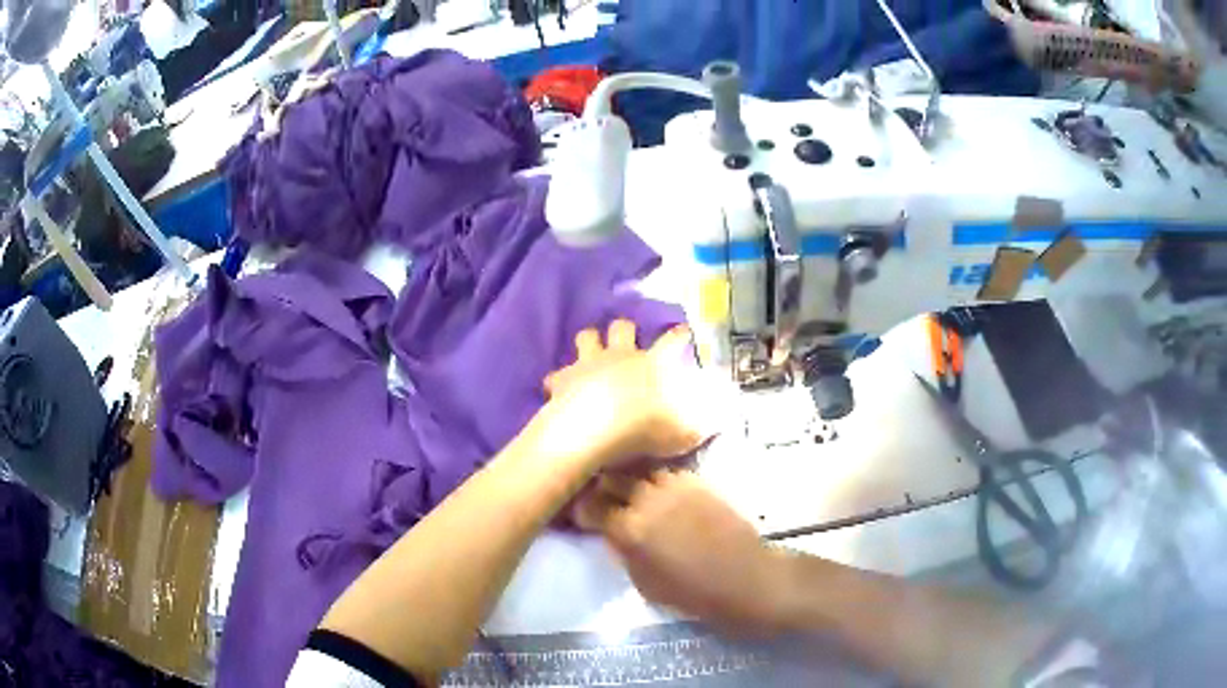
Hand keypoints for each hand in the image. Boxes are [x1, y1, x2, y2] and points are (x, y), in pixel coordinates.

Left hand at [541, 320, 714, 466]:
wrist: (599, 428)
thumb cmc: (649, 427)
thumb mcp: (691, 428)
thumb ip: (709, 417)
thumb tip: (727, 409)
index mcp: (656, 362)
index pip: (673, 341)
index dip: (679, 335)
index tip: (683, 330)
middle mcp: (623, 354)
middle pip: (622, 327)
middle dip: (624, 330)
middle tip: (626, 337)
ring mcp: (590, 363)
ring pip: (586, 337)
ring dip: (589, 342)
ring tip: (590, 352)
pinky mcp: (564, 378)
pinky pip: (556, 374)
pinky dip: (558, 380)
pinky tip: (558, 389)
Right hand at [574, 470, 789, 636]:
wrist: (745, 578)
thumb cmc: (692, 592)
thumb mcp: (644, 583)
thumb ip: (623, 552)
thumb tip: (614, 533)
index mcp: (629, 529)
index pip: (589, 507)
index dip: (581, 511)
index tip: (582, 517)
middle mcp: (647, 499)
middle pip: (610, 479)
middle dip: (601, 489)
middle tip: (601, 500)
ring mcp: (674, 485)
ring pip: (639, 470)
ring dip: (629, 480)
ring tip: (629, 492)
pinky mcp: (697, 480)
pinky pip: (665, 472)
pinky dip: (655, 479)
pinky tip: (658, 491)